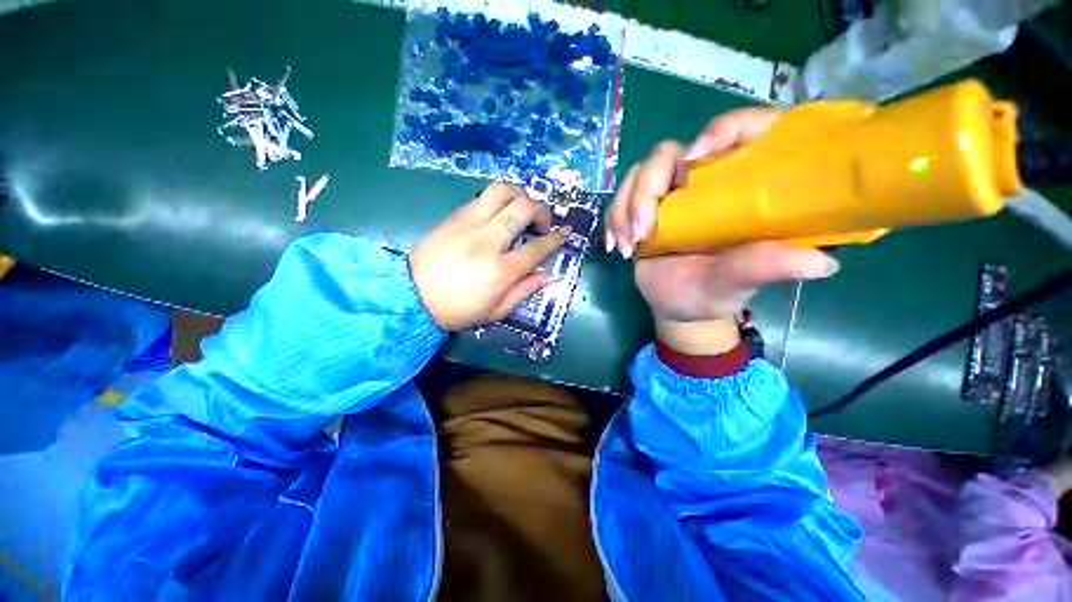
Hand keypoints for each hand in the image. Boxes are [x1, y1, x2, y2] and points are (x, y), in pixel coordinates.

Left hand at [411, 183, 568, 330]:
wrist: (412, 296)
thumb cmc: (457, 309)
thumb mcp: (496, 311)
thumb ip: (525, 290)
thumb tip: (549, 274)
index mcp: (501, 270)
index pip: (538, 247)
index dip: (556, 238)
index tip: (564, 233)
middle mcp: (488, 241)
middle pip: (523, 208)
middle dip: (542, 210)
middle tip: (542, 223)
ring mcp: (469, 224)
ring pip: (502, 191)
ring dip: (520, 195)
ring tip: (522, 209)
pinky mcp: (455, 216)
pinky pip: (482, 197)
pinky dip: (499, 200)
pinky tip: (499, 213)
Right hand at [607, 108, 839, 354]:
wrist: (678, 305)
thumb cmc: (714, 294)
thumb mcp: (737, 282)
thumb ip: (764, 267)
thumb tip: (821, 263)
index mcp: (742, 188)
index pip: (746, 131)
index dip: (725, 129)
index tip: (695, 158)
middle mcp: (705, 181)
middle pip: (671, 153)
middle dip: (647, 189)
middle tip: (642, 233)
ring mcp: (670, 193)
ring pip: (640, 174)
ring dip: (626, 208)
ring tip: (627, 247)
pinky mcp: (644, 206)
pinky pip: (621, 196)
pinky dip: (614, 218)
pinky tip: (616, 246)